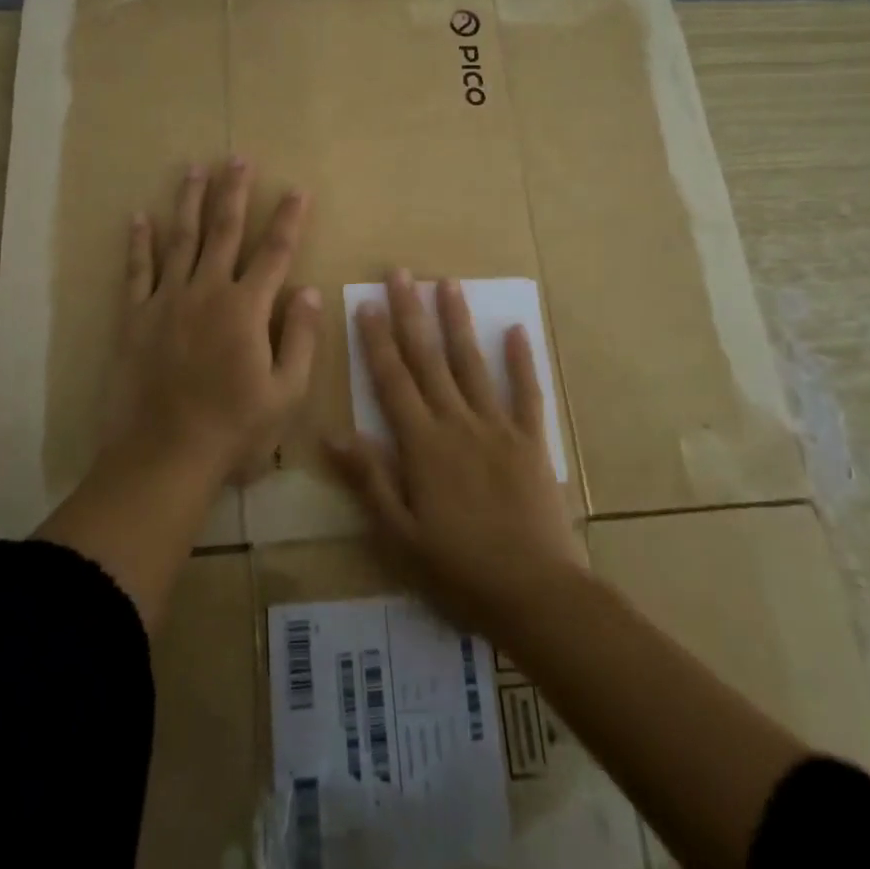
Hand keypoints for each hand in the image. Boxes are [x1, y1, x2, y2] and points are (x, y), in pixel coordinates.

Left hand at [113, 157, 321, 482]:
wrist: (164, 455)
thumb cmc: (234, 429)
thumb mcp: (286, 393)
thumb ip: (301, 339)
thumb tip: (310, 292)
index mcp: (247, 309)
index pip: (275, 252)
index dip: (289, 218)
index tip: (298, 189)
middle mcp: (207, 292)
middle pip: (224, 231)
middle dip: (234, 192)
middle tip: (238, 158)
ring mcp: (167, 300)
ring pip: (181, 239)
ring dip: (189, 201)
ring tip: (195, 169)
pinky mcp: (135, 316)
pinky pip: (137, 271)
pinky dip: (139, 242)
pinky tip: (139, 216)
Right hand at [327, 270, 583, 638]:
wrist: (536, 595)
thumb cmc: (459, 570)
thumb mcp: (400, 535)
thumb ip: (369, 480)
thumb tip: (333, 433)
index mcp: (422, 445)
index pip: (392, 380)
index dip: (376, 340)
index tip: (366, 302)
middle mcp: (457, 423)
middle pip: (429, 359)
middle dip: (411, 314)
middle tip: (401, 273)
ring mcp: (498, 428)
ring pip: (472, 364)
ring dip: (458, 322)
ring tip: (448, 283)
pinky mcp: (531, 441)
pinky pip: (526, 392)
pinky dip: (522, 360)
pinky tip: (517, 329)